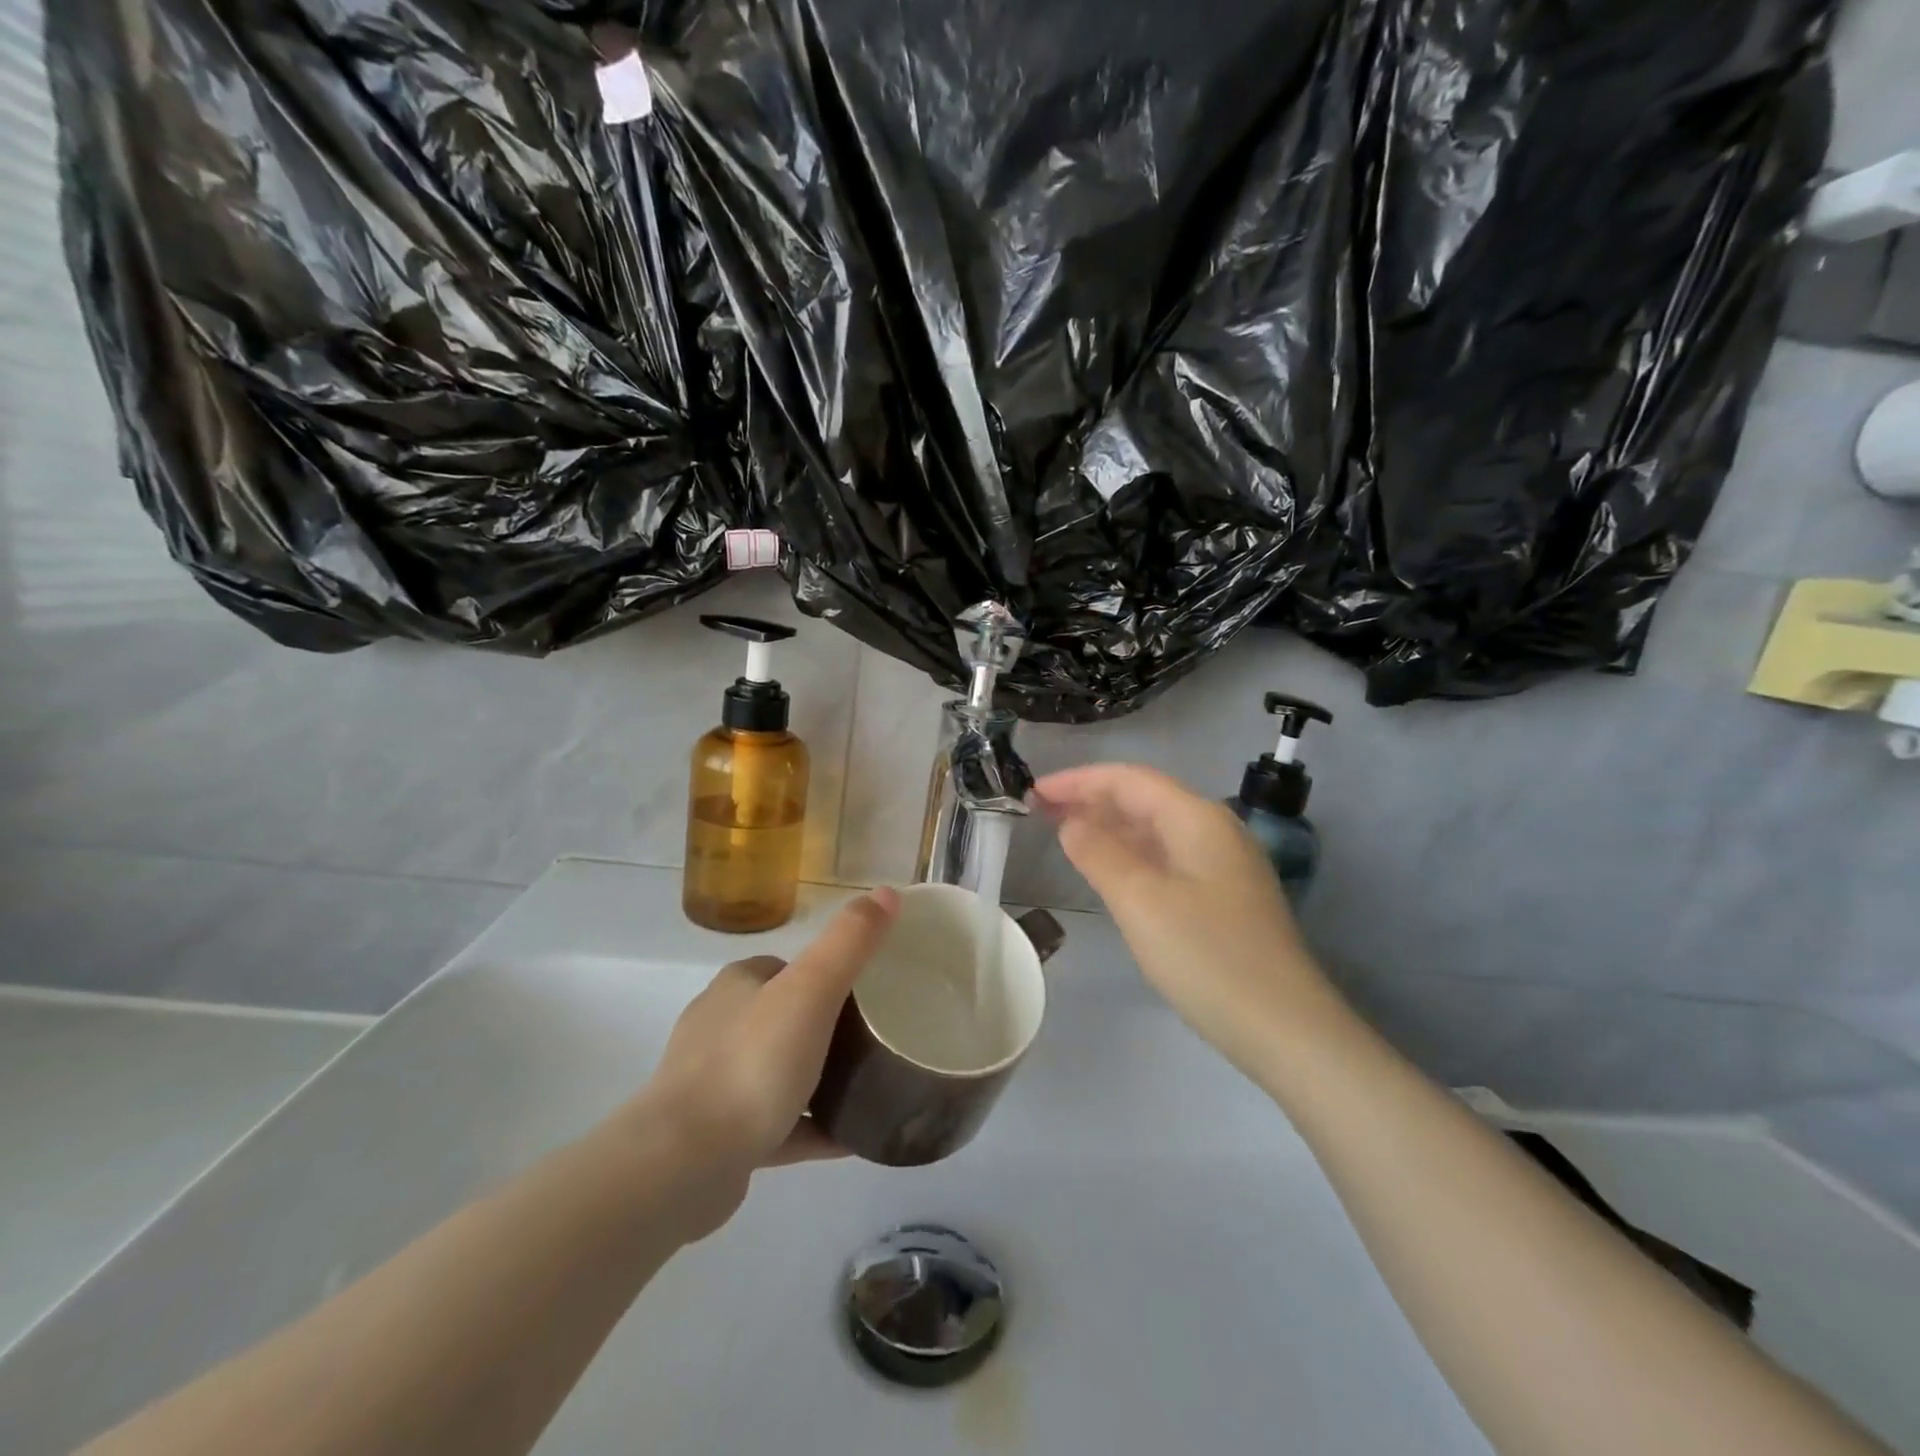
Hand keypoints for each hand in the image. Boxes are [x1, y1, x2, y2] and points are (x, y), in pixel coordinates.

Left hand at [616, 888, 898, 1239]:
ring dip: (818, 1078)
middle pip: (784, 1017)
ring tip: (869, 1087)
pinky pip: (778, 1125)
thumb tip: (888, 891)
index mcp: (738, 986)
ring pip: (778, 1072)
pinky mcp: (717, 1137)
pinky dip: (812, 1126)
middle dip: (825, 1026)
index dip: (826, 972)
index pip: (787, 967)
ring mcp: (714, 1084)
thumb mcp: (812, 989)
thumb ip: (850, 941)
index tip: (869, 992)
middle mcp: (719, 1027)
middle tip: (876, 1040)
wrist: (682, 1163)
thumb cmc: (751, 1063)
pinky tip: (851, 1138)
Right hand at [1033, 764, 1336, 1073]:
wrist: (1285, 1029)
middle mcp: (1213, 830)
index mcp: (1197, 818)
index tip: (1033, 792)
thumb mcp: (1141, 901)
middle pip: (1143, 799)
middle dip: (1090, 800)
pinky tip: (1108, 870)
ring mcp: (1222, 865)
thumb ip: (1100, 853)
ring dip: (1108, 827)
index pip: (1128, 779)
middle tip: (1039, 812)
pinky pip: (1166, 858)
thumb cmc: (1207, 957)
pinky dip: (1130, 855)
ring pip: (1154, 830)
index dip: (1078, 781)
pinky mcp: (1223, 897)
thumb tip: (1072, 822)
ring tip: (1063, 834)